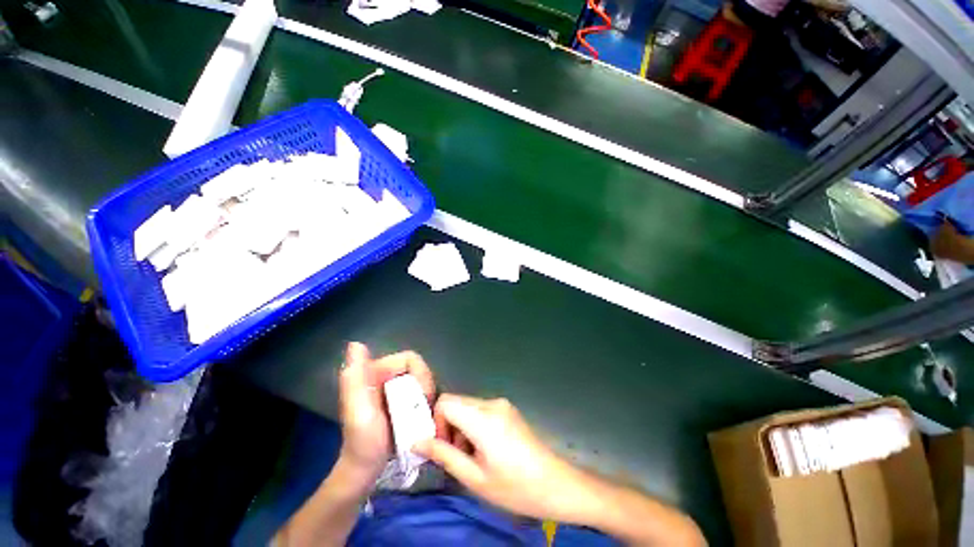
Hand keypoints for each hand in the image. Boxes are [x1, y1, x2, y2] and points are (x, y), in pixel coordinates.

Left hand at [337, 342, 435, 486]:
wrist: (364, 472)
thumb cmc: (363, 444)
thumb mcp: (358, 411)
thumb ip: (354, 378)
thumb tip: (355, 344)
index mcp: (375, 372)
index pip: (410, 359)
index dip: (422, 374)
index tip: (423, 397)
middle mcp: (384, 375)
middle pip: (418, 369)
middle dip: (425, 387)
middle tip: (423, 409)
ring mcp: (392, 388)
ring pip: (421, 381)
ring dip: (426, 396)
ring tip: (422, 415)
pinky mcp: (399, 400)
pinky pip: (419, 392)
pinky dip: (424, 402)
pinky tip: (420, 417)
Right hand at [413, 395, 595, 522]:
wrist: (555, 484)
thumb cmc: (514, 487)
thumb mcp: (474, 478)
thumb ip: (444, 455)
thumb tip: (417, 441)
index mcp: (483, 417)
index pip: (446, 402)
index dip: (436, 422)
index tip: (442, 448)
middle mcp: (492, 403)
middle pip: (457, 402)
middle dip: (448, 426)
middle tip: (456, 457)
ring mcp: (502, 404)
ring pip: (468, 406)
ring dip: (461, 427)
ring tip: (473, 457)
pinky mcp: (508, 409)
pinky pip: (481, 410)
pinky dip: (474, 425)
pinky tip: (486, 449)